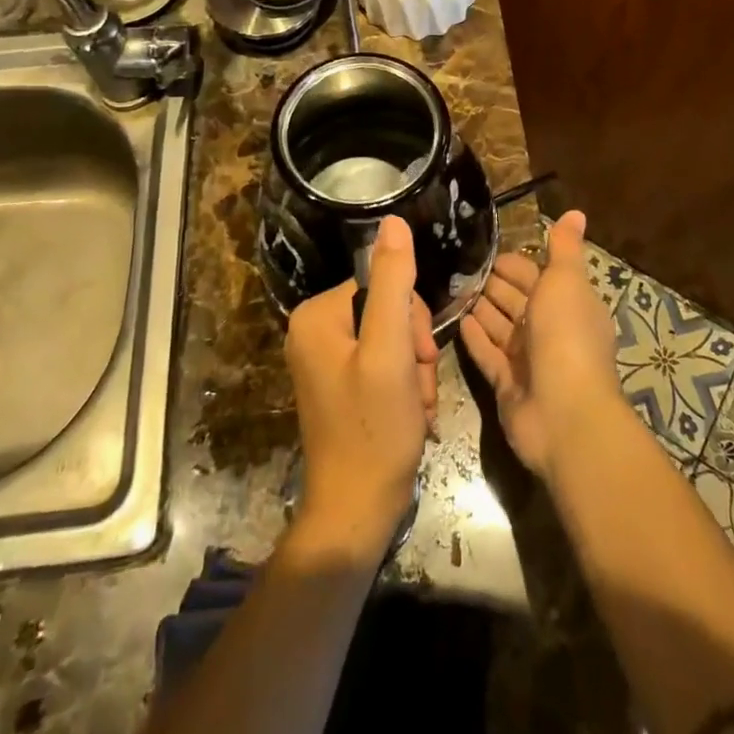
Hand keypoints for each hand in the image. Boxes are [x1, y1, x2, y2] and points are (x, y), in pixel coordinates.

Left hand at [285, 215, 438, 559]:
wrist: (356, 513)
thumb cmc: (373, 430)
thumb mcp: (390, 350)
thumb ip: (393, 283)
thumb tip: (394, 220)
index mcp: (317, 315)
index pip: (383, 284)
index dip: (411, 318)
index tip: (419, 356)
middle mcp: (314, 330)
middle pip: (388, 311)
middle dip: (414, 348)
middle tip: (416, 386)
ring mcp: (326, 359)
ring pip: (393, 339)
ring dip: (414, 371)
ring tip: (414, 406)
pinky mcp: (340, 383)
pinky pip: (384, 363)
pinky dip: (404, 386)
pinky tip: (408, 414)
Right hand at [459, 210, 623, 480]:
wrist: (564, 414)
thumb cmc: (566, 336)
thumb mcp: (566, 281)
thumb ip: (564, 248)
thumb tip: (575, 212)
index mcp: (567, 303)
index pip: (535, 275)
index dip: (512, 263)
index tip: (482, 247)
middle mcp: (548, 330)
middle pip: (515, 300)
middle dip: (491, 282)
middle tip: (455, 264)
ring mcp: (527, 360)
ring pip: (499, 326)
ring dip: (479, 307)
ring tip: (448, 286)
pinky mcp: (507, 385)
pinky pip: (487, 354)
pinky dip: (474, 337)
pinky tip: (456, 320)